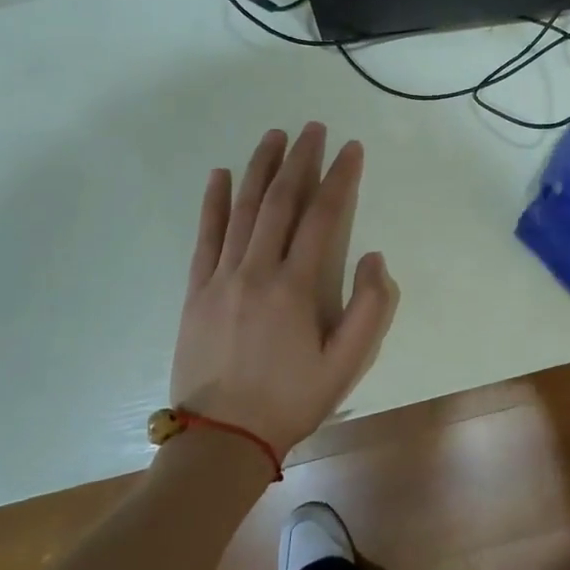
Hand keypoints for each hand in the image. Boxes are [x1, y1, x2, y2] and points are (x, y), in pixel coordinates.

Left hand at [169, 123, 400, 456]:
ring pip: (242, 209)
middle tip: (313, 128)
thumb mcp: (347, 365)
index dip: (340, 178)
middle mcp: (257, 270)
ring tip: (273, 136)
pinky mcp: (196, 290)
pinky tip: (219, 175)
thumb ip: (369, 309)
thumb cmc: (290, 401)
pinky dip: (212, 202)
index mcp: (296, 287)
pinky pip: (205, 236)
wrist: (221, 440)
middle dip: (300, 160)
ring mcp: (221, 277)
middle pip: (280, 201)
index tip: (351, 148)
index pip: (323, 217)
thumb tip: (373, 257)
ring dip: (259, 168)